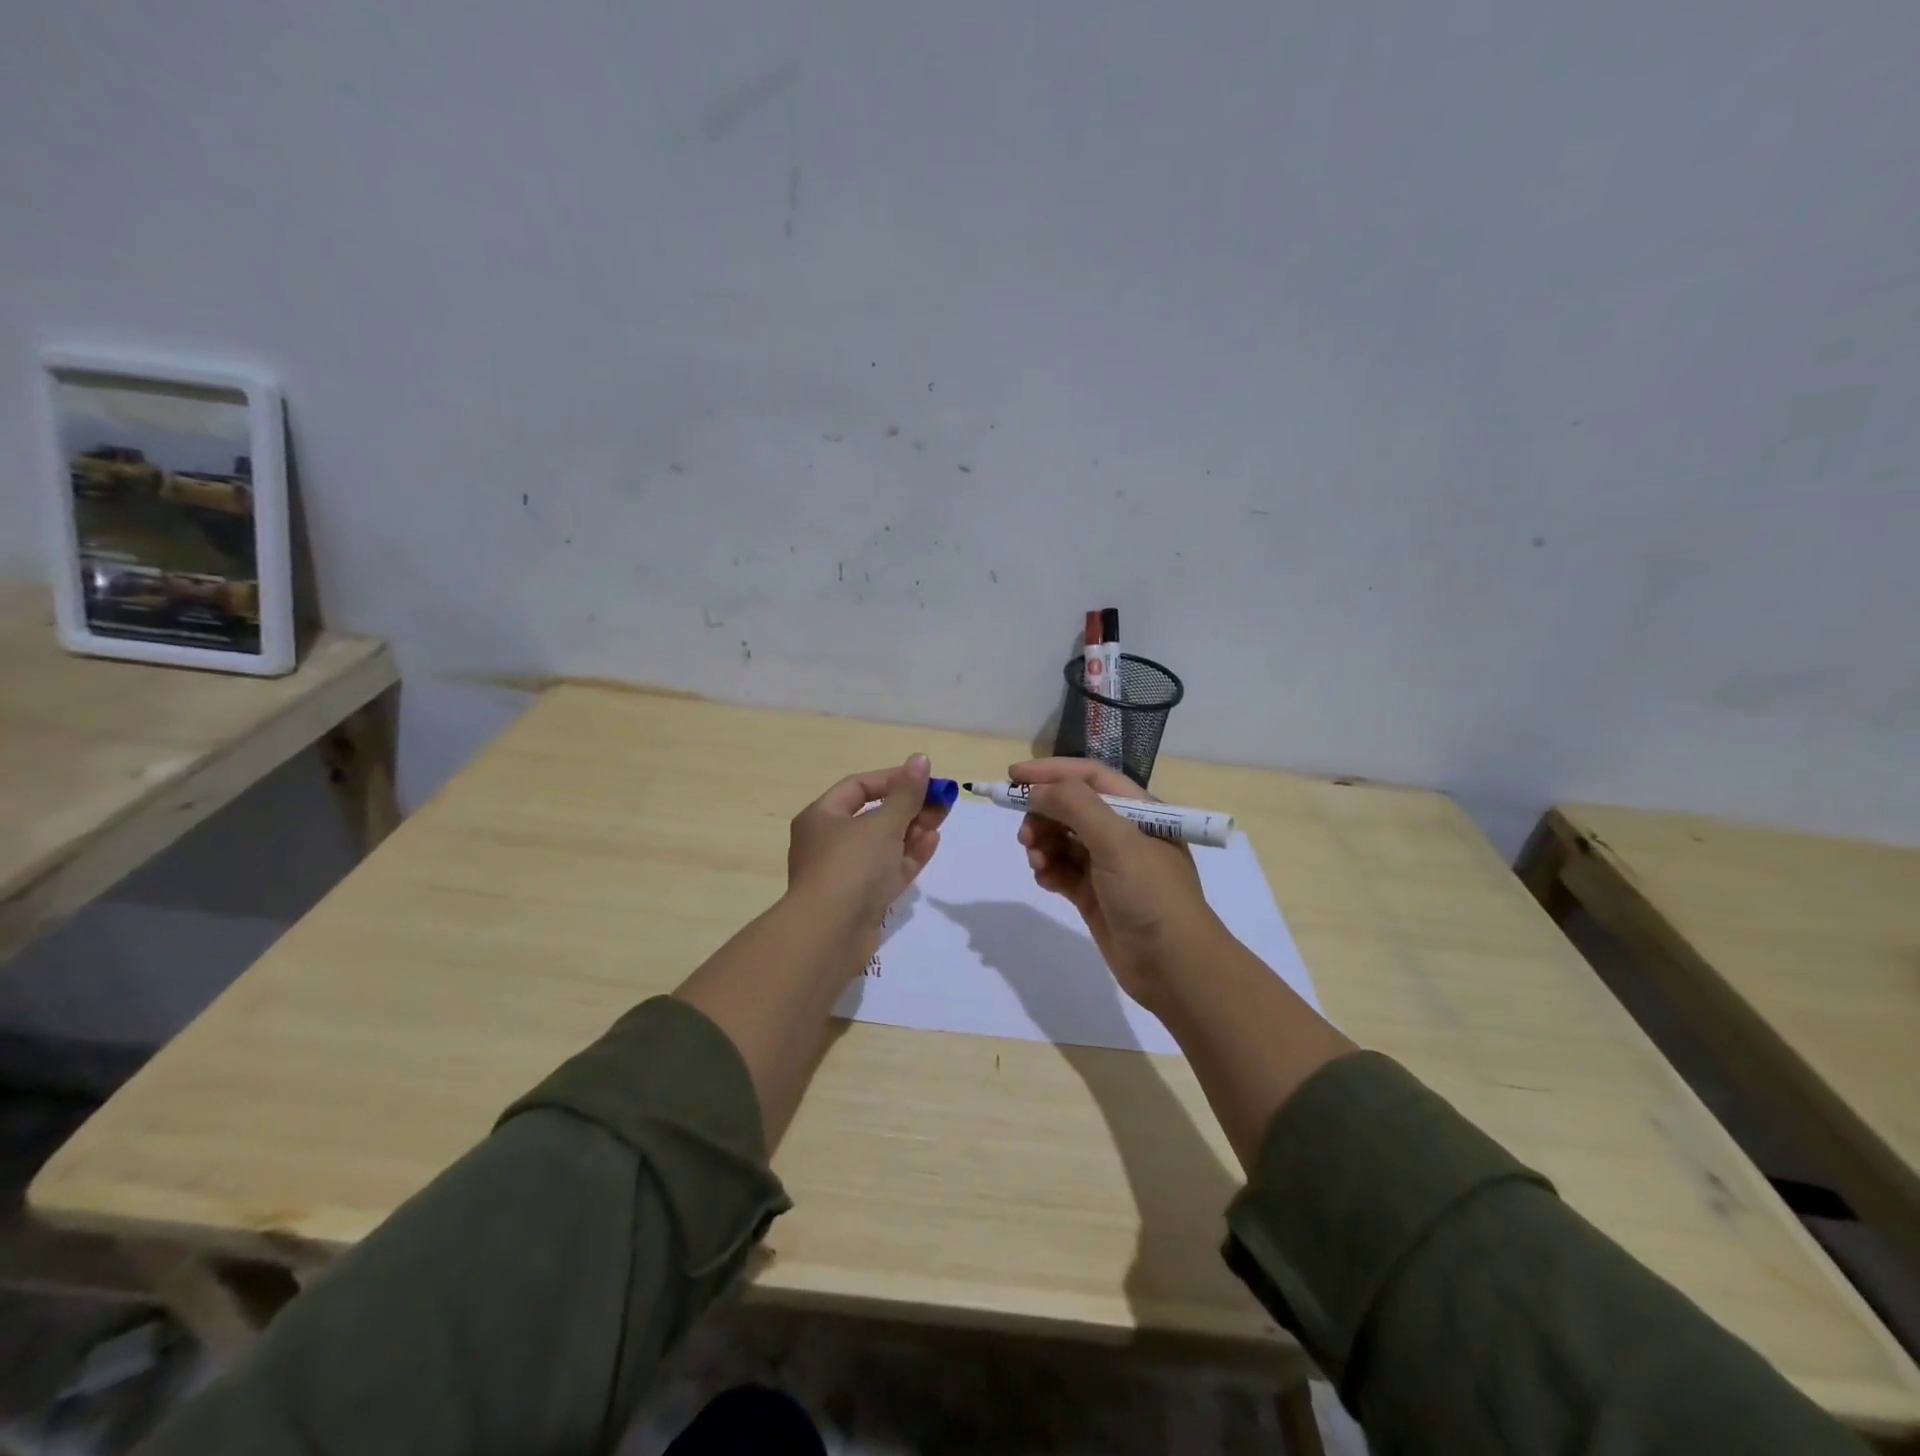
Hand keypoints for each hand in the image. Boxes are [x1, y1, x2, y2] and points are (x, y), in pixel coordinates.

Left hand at [786, 753, 949, 941]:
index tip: (924, 779)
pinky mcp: (861, 898)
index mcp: (821, 817)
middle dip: (909, 806)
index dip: (892, 778)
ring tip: (942, 818)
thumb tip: (920, 759)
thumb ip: (906, 793)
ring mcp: (845, 872)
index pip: (858, 786)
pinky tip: (932, 842)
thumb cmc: (852, 866)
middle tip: (942, 800)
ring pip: (883, 844)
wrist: (830, 934)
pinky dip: (908, 855)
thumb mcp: (883, 823)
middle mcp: (829, 842)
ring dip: (913, 829)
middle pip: (873, 816)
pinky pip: (887, 869)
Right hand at [1013, 757, 1222, 1007]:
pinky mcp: (1095, 895)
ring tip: (1037, 861)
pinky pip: (1062, 871)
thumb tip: (1036, 790)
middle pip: (1071, 808)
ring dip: (1043, 844)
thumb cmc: (1150, 894)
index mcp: (1139, 811)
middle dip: (1043, 814)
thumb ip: (1074, 805)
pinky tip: (1045, 880)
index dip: (1051, 772)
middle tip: (1025, 835)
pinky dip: (1049, 870)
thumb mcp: (1117, 840)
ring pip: (1063, 840)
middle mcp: (1124, 833)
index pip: (1089, 777)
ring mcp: (1109, 866)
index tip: (1012, 776)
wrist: (1174, 967)